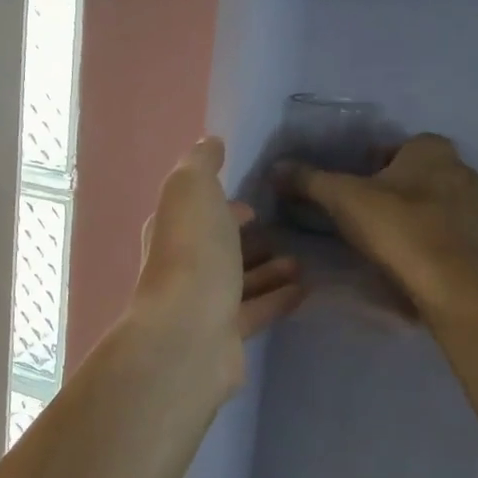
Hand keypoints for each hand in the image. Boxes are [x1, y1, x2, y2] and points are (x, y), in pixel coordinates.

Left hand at [133, 138, 304, 397]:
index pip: (195, 212)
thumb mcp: (193, 190)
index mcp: (171, 230)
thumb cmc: (192, 253)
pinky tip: (306, 290)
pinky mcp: (225, 335)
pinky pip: (256, 310)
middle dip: (246, 238)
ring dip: (267, 269)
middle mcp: (182, 265)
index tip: (251, 202)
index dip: (221, 205)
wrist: (189, 334)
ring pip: (238, 280)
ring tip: (302, 260)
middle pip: (218, 248)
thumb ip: (202, 164)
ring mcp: (202, 302)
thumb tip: (210, 142)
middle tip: (285, 230)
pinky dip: (278, 298)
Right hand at [275, 134, 477, 325]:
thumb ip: (309, 179)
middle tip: (358, 209)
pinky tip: (400, 253)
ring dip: (407, 212)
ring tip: (376, 234)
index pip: (396, 145)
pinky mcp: (476, 241)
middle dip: (390, 187)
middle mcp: (460, 169)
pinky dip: (422, 235)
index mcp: (433, 149)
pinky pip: (441, 229)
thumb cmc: (396, 227)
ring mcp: (474, 207)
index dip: (371, 162)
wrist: (446, 285)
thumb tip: (277, 167)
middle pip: (413, 172)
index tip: (350, 185)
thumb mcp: (341, 198)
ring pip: (430, 201)